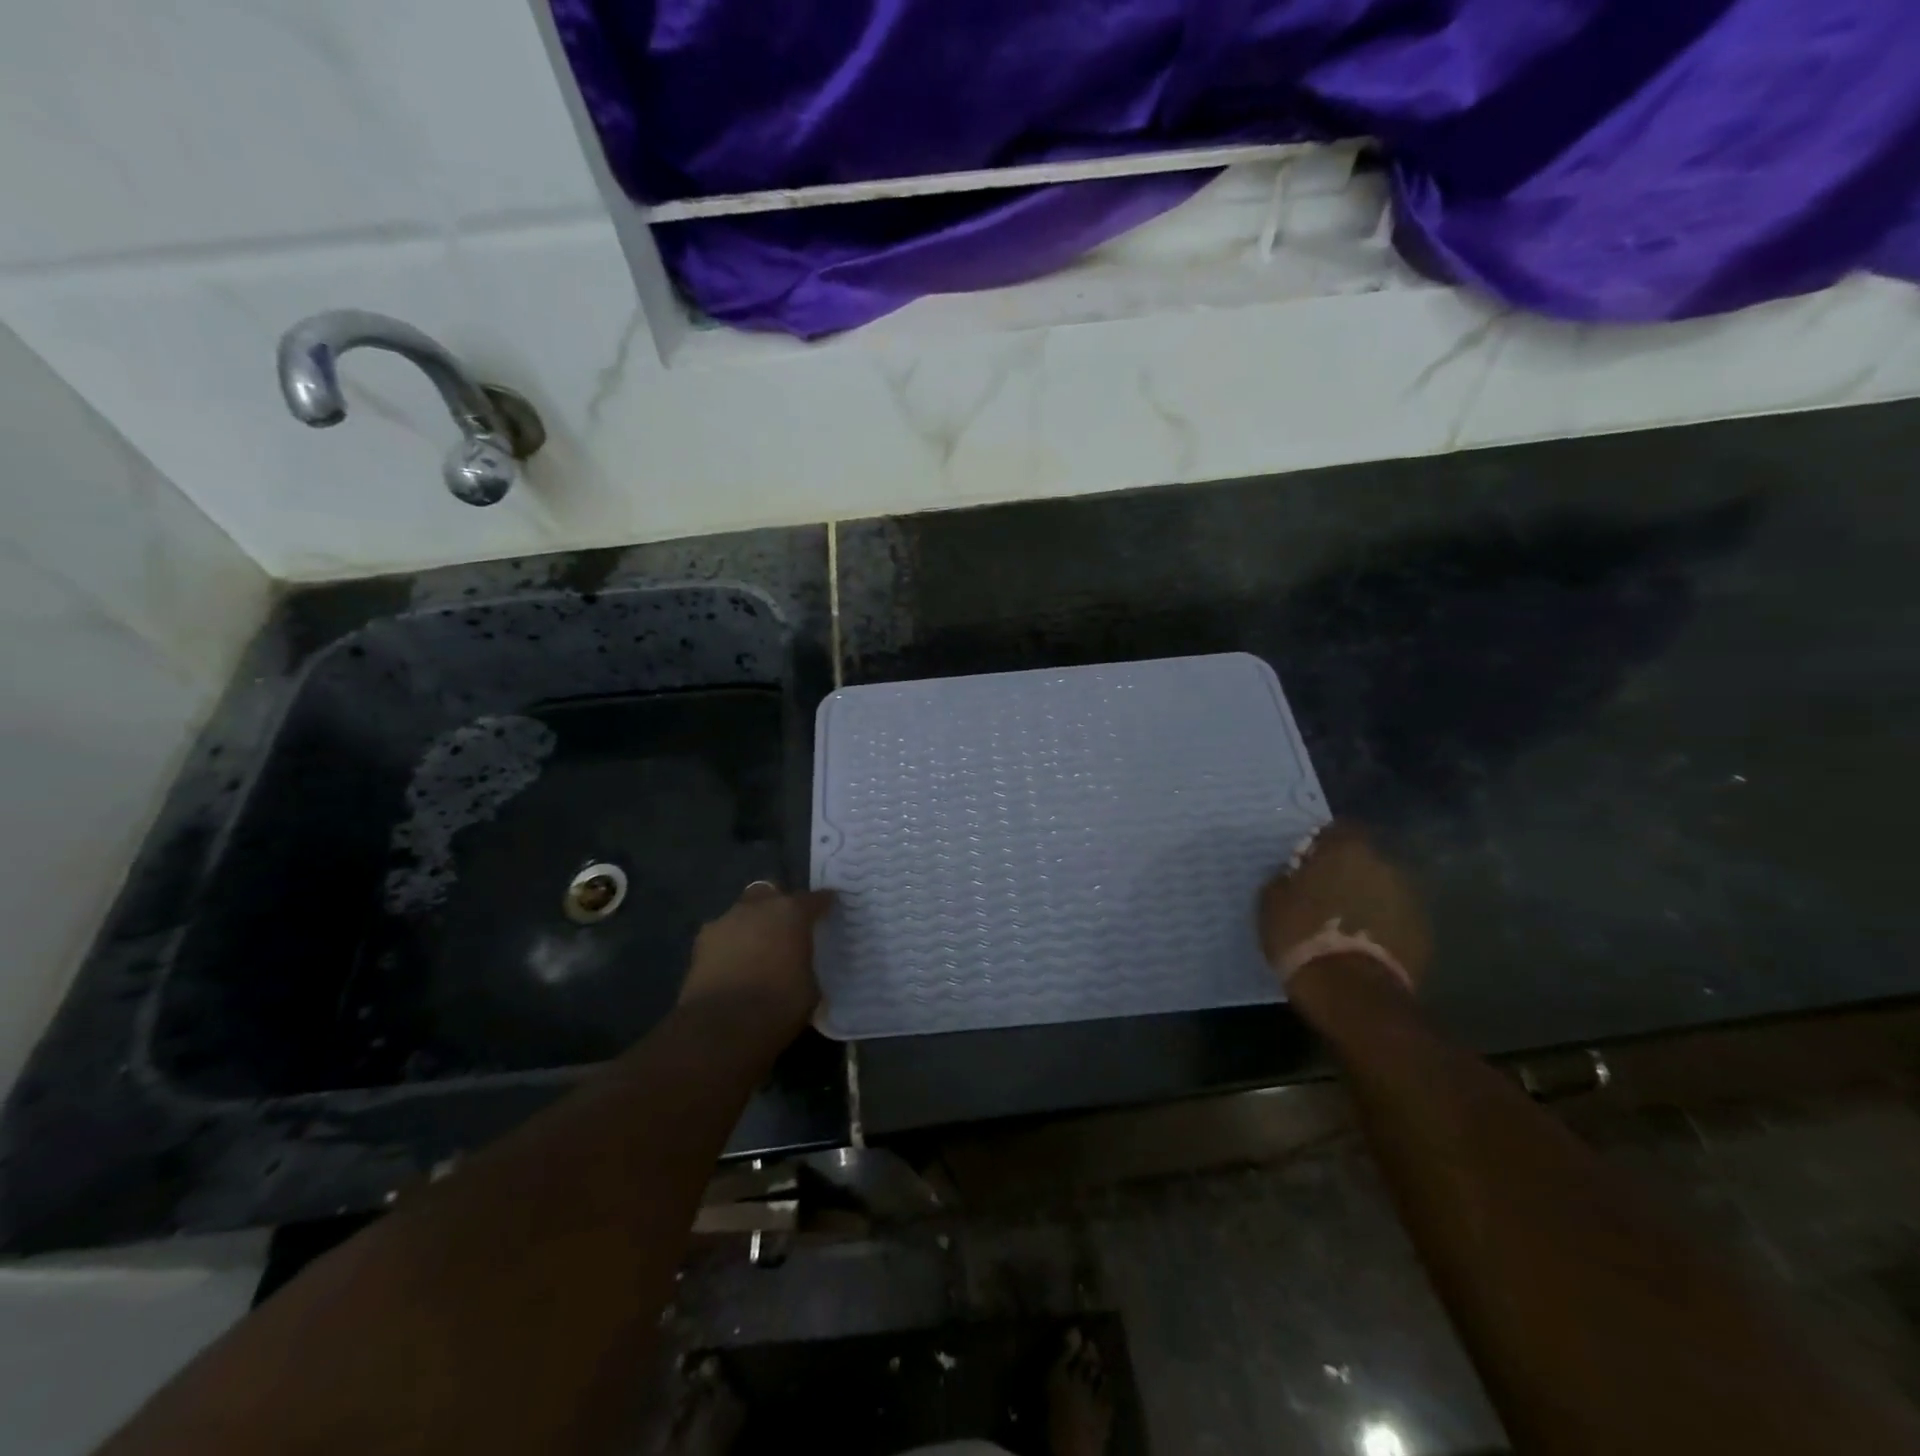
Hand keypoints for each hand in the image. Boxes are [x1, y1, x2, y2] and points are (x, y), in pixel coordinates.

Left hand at [679, 882, 833, 1038]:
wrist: (721, 1027)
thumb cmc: (778, 1005)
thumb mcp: (811, 989)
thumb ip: (807, 967)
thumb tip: (803, 968)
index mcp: (792, 913)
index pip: (814, 898)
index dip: (823, 903)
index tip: (829, 909)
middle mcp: (758, 907)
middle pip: (771, 893)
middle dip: (778, 905)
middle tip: (786, 928)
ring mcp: (725, 921)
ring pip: (742, 912)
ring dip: (751, 925)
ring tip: (756, 951)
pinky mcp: (699, 943)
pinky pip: (722, 936)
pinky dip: (729, 945)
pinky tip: (733, 966)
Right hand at [1258, 821, 1429, 992]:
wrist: (1351, 991)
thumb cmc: (1302, 935)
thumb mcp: (1272, 901)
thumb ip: (1285, 878)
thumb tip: (1293, 875)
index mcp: (1347, 848)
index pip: (1338, 829)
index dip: (1321, 844)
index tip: (1306, 863)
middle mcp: (1385, 864)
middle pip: (1363, 859)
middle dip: (1346, 872)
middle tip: (1323, 893)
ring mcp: (1410, 898)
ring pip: (1381, 889)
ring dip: (1365, 898)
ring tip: (1345, 922)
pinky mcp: (1423, 932)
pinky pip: (1395, 919)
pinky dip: (1381, 925)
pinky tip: (1362, 944)